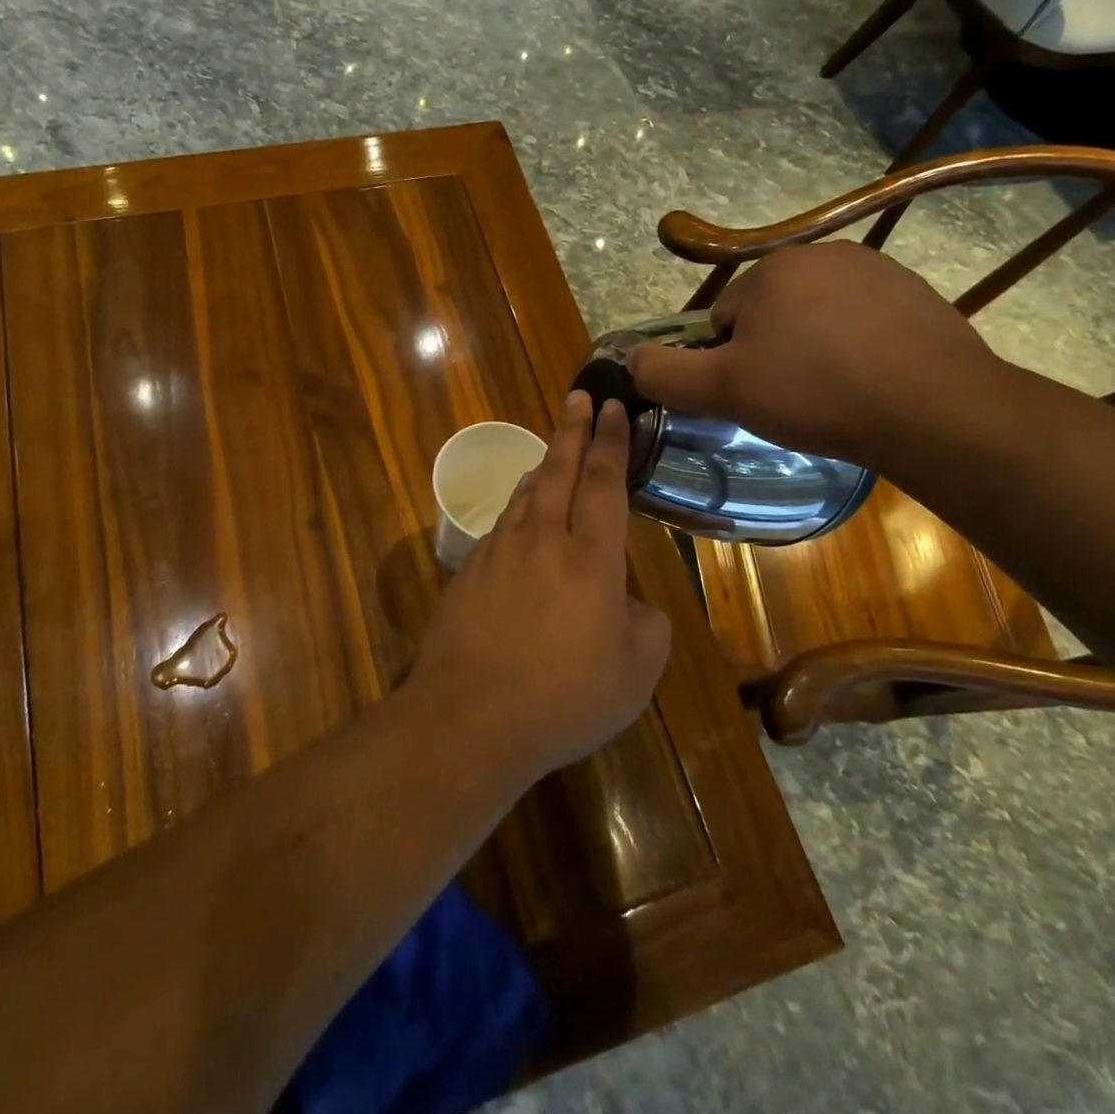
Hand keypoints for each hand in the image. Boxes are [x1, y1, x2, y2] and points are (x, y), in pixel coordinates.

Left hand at [412, 392, 671, 780]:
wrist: (468, 716)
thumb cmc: (563, 698)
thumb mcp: (635, 674)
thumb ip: (646, 626)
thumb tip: (631, 603)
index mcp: (590, 558)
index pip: (604, 482)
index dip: (611, 441)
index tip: (614, 408)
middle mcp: (542, 540)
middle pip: (559, 470)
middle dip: (572, 429)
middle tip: (578, 396)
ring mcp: (498, 552)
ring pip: (525, 493)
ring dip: (543, 465)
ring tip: (553, 449)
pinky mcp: (468, 572)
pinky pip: (501, 525)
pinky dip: (518, 507)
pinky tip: (520, 515)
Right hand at [626, 241, 1004, 472]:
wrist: (933, 409)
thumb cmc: (815, 393)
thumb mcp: (722, 391)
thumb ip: (664, 374)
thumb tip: (630, 359)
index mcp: (772, 268)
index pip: (721, 321)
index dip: (728, 364)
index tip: (754, 395)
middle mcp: (822, 254)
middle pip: (767, 316)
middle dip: (770, 355)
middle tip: (791, 400)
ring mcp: (876, 271)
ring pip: (813, 321)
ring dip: (811, 354)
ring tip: (832, 396)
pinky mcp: (915, 295)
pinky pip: (859, 325)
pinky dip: (854, 351)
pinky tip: (868, 384)